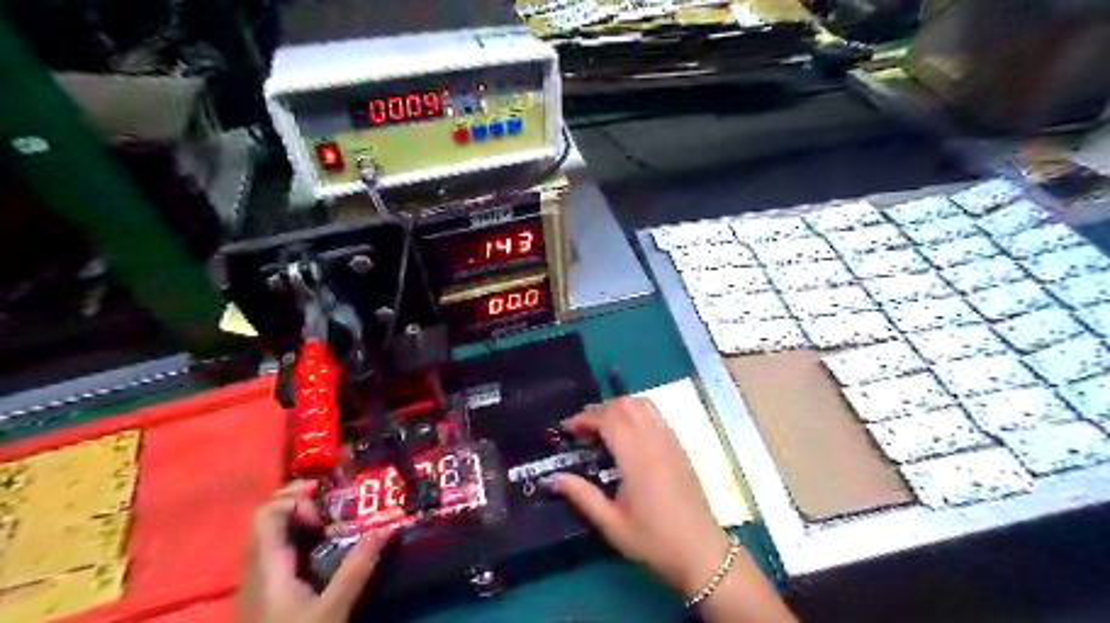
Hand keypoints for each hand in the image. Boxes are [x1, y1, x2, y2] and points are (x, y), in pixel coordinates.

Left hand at [235, 481, 394, 622]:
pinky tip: (320, 545)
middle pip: (267, 518)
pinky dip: (296, 535)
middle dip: (300, 500)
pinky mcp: (263, 591)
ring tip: (332, 518)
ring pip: (270, 533)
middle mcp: (255, 567)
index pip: (267, 513)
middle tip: (334, 500)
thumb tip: (387, 527)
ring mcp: (255, 580)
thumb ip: (358, 567)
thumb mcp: (334, 609)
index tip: (327, 504)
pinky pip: (274, 548)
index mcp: (267, 566)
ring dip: (298, 517)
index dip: (295, 498)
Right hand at [551, 397, 735, 595]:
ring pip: (642, 404)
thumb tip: (553, 478)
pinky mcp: (679, 446)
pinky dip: (636, 412)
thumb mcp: (611, 524)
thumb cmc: (653, 540)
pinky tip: (628, 434)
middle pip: (624, 404)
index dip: (584, 418)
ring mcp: (670, 440)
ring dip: (618, 407)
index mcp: (636, 457)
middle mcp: (654, 440)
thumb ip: (581, 495)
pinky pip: (655, 414)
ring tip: (603, 428)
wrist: (701, 552)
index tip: (567, 429)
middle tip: (582, 430)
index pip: (607, 419)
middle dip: (599, 410)